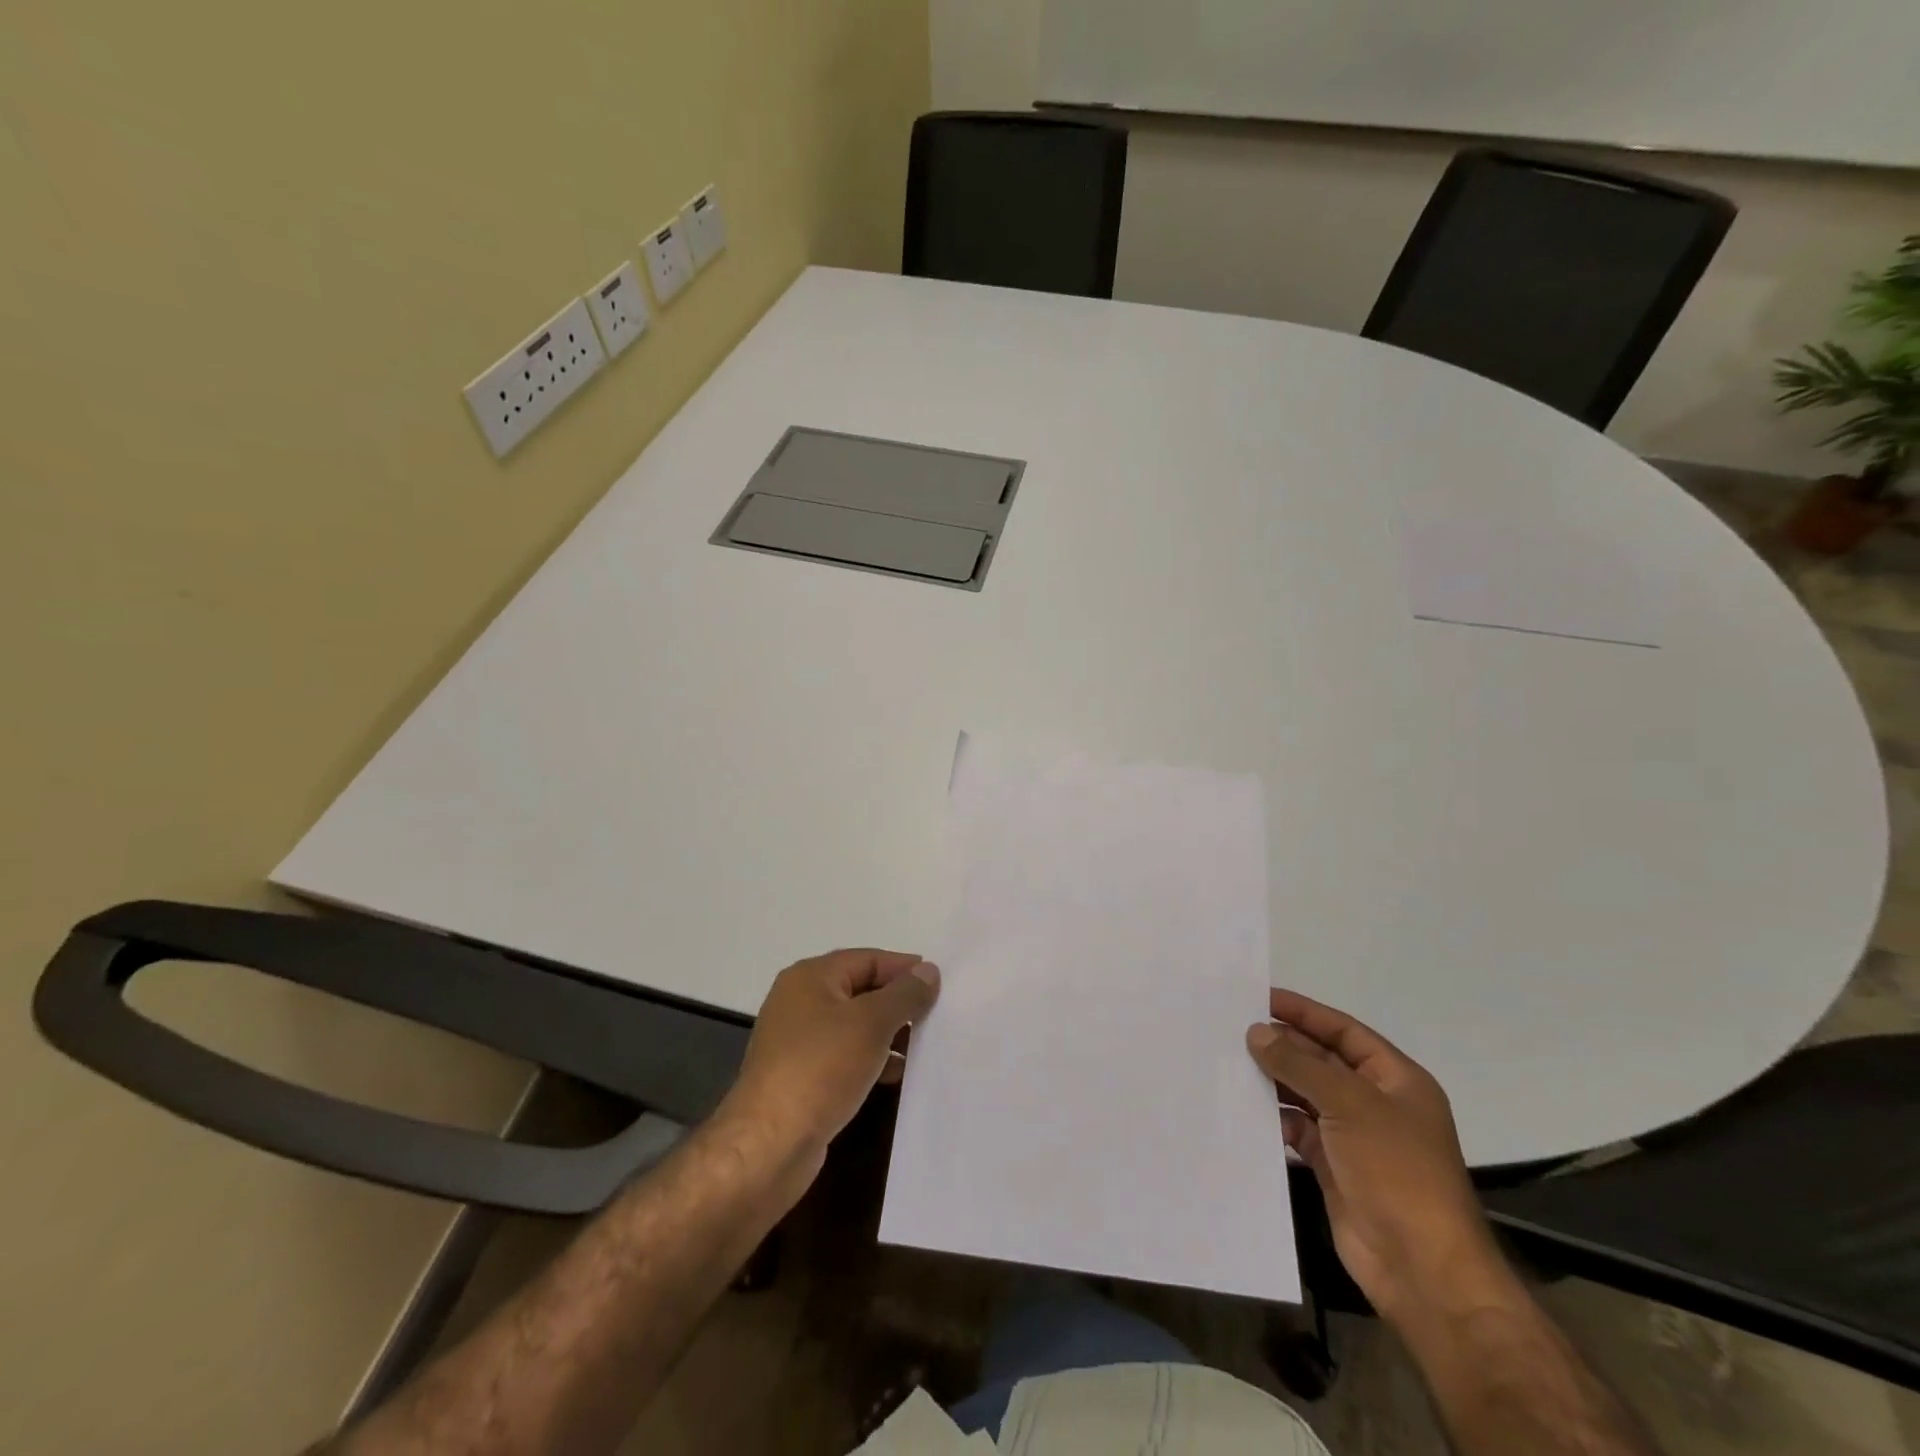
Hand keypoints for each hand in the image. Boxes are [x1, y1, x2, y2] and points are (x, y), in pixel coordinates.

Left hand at [720, 950, 940, 1164]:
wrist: (769, 1145)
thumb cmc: (821, 1068)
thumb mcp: (871, 1023)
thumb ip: (904, 994)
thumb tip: (928, 970)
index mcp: (810, 977)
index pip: (867, 959)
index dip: (904, 968)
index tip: (941, 983)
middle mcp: (799, 1001)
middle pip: (860, 990)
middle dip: (898, 1001)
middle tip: (938, 1013)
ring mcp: (797, 1041)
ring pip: (854, 1025)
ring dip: (888, 1033)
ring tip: (927, 1044)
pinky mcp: (801, 1076)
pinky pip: (845, 1056)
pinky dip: (872, 1059)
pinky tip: (898, 1073)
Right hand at [1246, 989, 1519, 1329]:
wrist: (1421, 1268)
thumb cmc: (1396, 1170)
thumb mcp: (1349, 1104)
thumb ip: (1299, 1064)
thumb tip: (1256, 1032)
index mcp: (1396, 1080)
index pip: (1344, 1031)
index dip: (1305, 1012)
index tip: (1261, 997)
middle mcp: (1376, 1103)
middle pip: (1323, 1061)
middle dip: (1284, 1045)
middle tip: (1234, 1029)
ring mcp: (1355, 1137)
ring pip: (1307, 1095)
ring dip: (1274, 1080)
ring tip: (1230, 1062)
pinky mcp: (1334, 1167)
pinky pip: (1298, 1130)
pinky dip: (1275, 1118)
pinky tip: (1245, 1108)